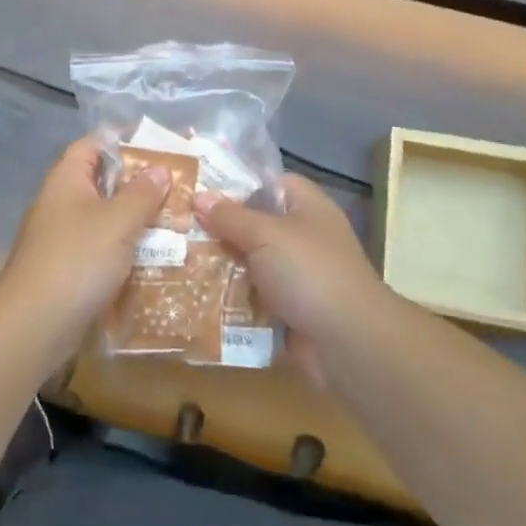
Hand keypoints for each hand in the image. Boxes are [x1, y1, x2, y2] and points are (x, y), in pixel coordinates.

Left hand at [0, 137, 169, 356]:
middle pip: (102, 181)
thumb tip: (160, 168)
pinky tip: (154, 257)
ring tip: (175, 220)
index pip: (93, 144)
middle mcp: (61, 202)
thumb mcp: (118, 221)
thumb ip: (142, 193)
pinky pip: (101, 249)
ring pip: (104, 218)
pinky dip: (124, 250)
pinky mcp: (67, 269)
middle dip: (138, 183)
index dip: (122, 140)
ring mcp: (62, 238)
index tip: (157, 145)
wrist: (34, 325)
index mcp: (67, 179)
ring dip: (135, 219)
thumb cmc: (77, 259)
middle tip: (176, 185)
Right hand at [194, 175, 393, 385]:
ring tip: (176, 258)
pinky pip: (252, 297)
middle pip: (255, 224)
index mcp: (307, 206)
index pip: (269, 182)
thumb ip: (231, 216)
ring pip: (250, 262)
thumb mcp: (266, 235)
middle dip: (219, 227)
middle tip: (178, 226)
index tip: (199, 188)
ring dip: (221, 265)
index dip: (236, 183)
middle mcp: (303, 236)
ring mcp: (296, 275)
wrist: (348, 342)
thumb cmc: (310, 272)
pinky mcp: (288, 309)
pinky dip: (230, 298)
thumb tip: (199, 196)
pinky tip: (195, 294)